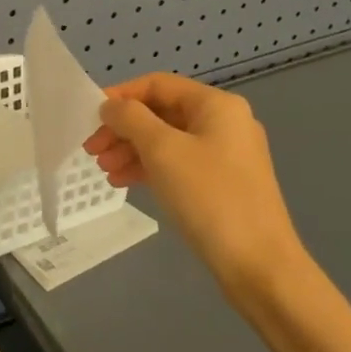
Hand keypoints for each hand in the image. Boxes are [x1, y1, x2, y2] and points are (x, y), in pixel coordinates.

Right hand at [83, 73, 307, 306]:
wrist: (260, 267)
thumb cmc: (209, 197)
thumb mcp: (162, 150)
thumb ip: (131, 119)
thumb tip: (111, 106)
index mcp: (216, 105)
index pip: (157, 84)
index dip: (121, 96)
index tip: (90, 117)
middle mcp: (225, 122)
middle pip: (161, 112)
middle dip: (124, 128)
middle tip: (92, 149)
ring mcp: (227, 155)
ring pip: (168, 140)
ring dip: (132, 150)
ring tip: (105, 170)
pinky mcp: (224, 184)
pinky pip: (179, 163)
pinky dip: (150, 168)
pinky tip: (124, 182)